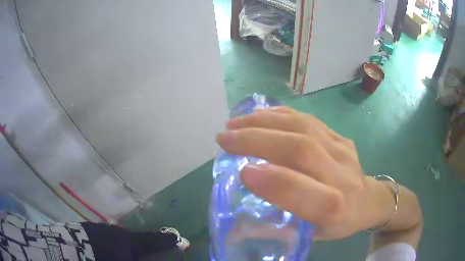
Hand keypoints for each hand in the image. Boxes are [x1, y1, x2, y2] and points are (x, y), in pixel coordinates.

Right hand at [216, 106, 392, 239]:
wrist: (369, 200)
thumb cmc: (339, 223)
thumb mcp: (311, 236)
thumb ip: (280, 226)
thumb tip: (245, 211)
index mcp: (334, 209)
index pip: (303, 192)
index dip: (271, 181)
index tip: (240, 171)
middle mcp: (341, 176)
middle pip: (301, 148)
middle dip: (257, 140)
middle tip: (225, 137)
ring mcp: (343, 150)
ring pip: (303, 127)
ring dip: (264, 121)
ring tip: (236, 122)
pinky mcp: (340, 136)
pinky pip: (309, 119)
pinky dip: (280, 114)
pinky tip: (261, 114)